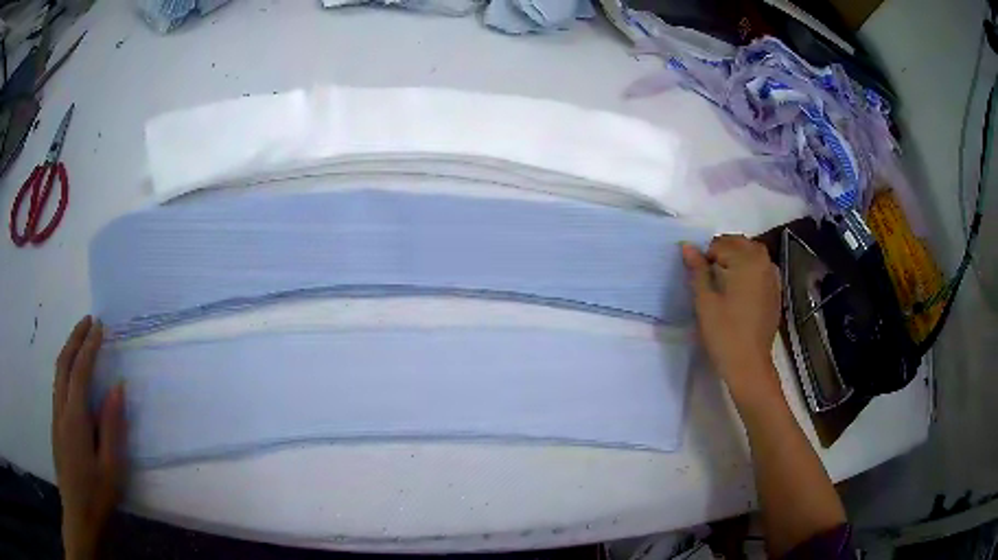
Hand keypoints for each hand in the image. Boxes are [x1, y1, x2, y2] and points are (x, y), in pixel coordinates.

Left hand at [52, 316, 126, 559]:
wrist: (79, 517)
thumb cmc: (98, 495)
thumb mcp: (112, 467)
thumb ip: (112, 427)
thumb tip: (118, 387)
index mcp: (75, 418)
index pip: (81, 371)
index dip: (90, 346)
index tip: (100, 327)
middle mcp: (61, 410)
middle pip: (63, 363)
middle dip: (74, 338)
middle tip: (88, 321)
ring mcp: (56, 418)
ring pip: (58, 374)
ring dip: (68, 350)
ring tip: (81, 339)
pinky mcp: (56, 427)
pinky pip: (58, 387)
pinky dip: (65, 369)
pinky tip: (73, 374)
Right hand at [681, 235, 781, 395]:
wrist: (749, 365)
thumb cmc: (724, 333)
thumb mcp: (705, 301)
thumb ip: (697, 270)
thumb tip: (687, 246)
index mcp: (747, 260)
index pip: (720, 244)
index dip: (706, 257)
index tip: (699, 278)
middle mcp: (764, 262)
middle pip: (740, 244)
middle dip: (723, 252)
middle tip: (708, 277)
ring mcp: (773, 277)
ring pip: (752, 255)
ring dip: (737, 259)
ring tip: (723, 283)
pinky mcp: (776, 292)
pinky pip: (761, 269)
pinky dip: (749, 271)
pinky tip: (740, 291)